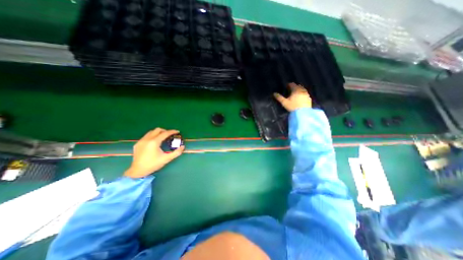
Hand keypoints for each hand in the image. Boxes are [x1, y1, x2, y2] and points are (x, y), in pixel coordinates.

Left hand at [126, 128, 186, 178]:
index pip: (165, 133)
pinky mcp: (137, 144)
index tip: (177, 131)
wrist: (138, 171)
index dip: (172, 132)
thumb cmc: (153, 164)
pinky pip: (146, 136)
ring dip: (158, 133)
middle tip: (170, 135)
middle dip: (165, 131)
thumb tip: (183, 147)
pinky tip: (154, 142)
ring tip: (163, 137)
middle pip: (157, 130)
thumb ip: (176, 153)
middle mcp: (147, 139)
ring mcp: (141, 141)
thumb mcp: (166, 159)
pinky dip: (152, 136)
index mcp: (154, 142)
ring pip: (151, 132)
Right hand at [272, 83, 312, 110]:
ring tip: (295, 93)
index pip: (292, 84)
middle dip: (294, 87)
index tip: (286, 87)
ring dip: (299, 90)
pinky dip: (302, 93)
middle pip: (298, 86)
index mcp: (295, 90)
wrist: (303, 113)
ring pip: (302, 89)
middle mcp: (302, 90)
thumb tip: (274, 93)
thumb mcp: (284, 103)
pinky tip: (300, 97)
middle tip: (290, 90)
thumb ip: (279, 97)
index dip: (288, 85)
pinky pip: (305, 93)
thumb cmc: (293, 107)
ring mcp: (306, 94)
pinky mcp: (309, 98)